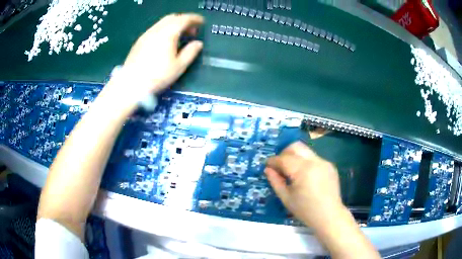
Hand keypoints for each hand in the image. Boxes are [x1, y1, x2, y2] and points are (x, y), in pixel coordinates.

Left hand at [99, 13, 203, 114]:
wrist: (131, 84)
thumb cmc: (157, 76)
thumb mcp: (179, 66)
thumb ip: (190, 52)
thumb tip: (198, 43)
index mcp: (168, 33)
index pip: (184, 19)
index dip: (195, 19)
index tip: (202, 23)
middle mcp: (157, 29)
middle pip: (172, 17)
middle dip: (184, 21)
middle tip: (191, 31)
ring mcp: (146, 34)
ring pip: (162, 22)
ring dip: (173, 25)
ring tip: (179, 37)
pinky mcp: (139, 41)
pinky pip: (155, 29)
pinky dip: (164, 29)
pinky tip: (165, 42)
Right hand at [265, 141, 344, 228]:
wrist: (329, 216)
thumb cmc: (305, 210)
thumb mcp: (286, 198)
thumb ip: (275, 181)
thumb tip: (268, 169)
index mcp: (303, 170)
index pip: (284, 158)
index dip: (273, 161)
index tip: (267, 165)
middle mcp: (315, 161)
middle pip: (296, 146)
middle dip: (284, 153)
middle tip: (280, 165)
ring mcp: (324, 162)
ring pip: (306, 151)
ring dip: (295, 157)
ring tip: (292, 172)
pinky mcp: (330, 166)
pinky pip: (314, 159)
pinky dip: (306, 163)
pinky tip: (306, 177)